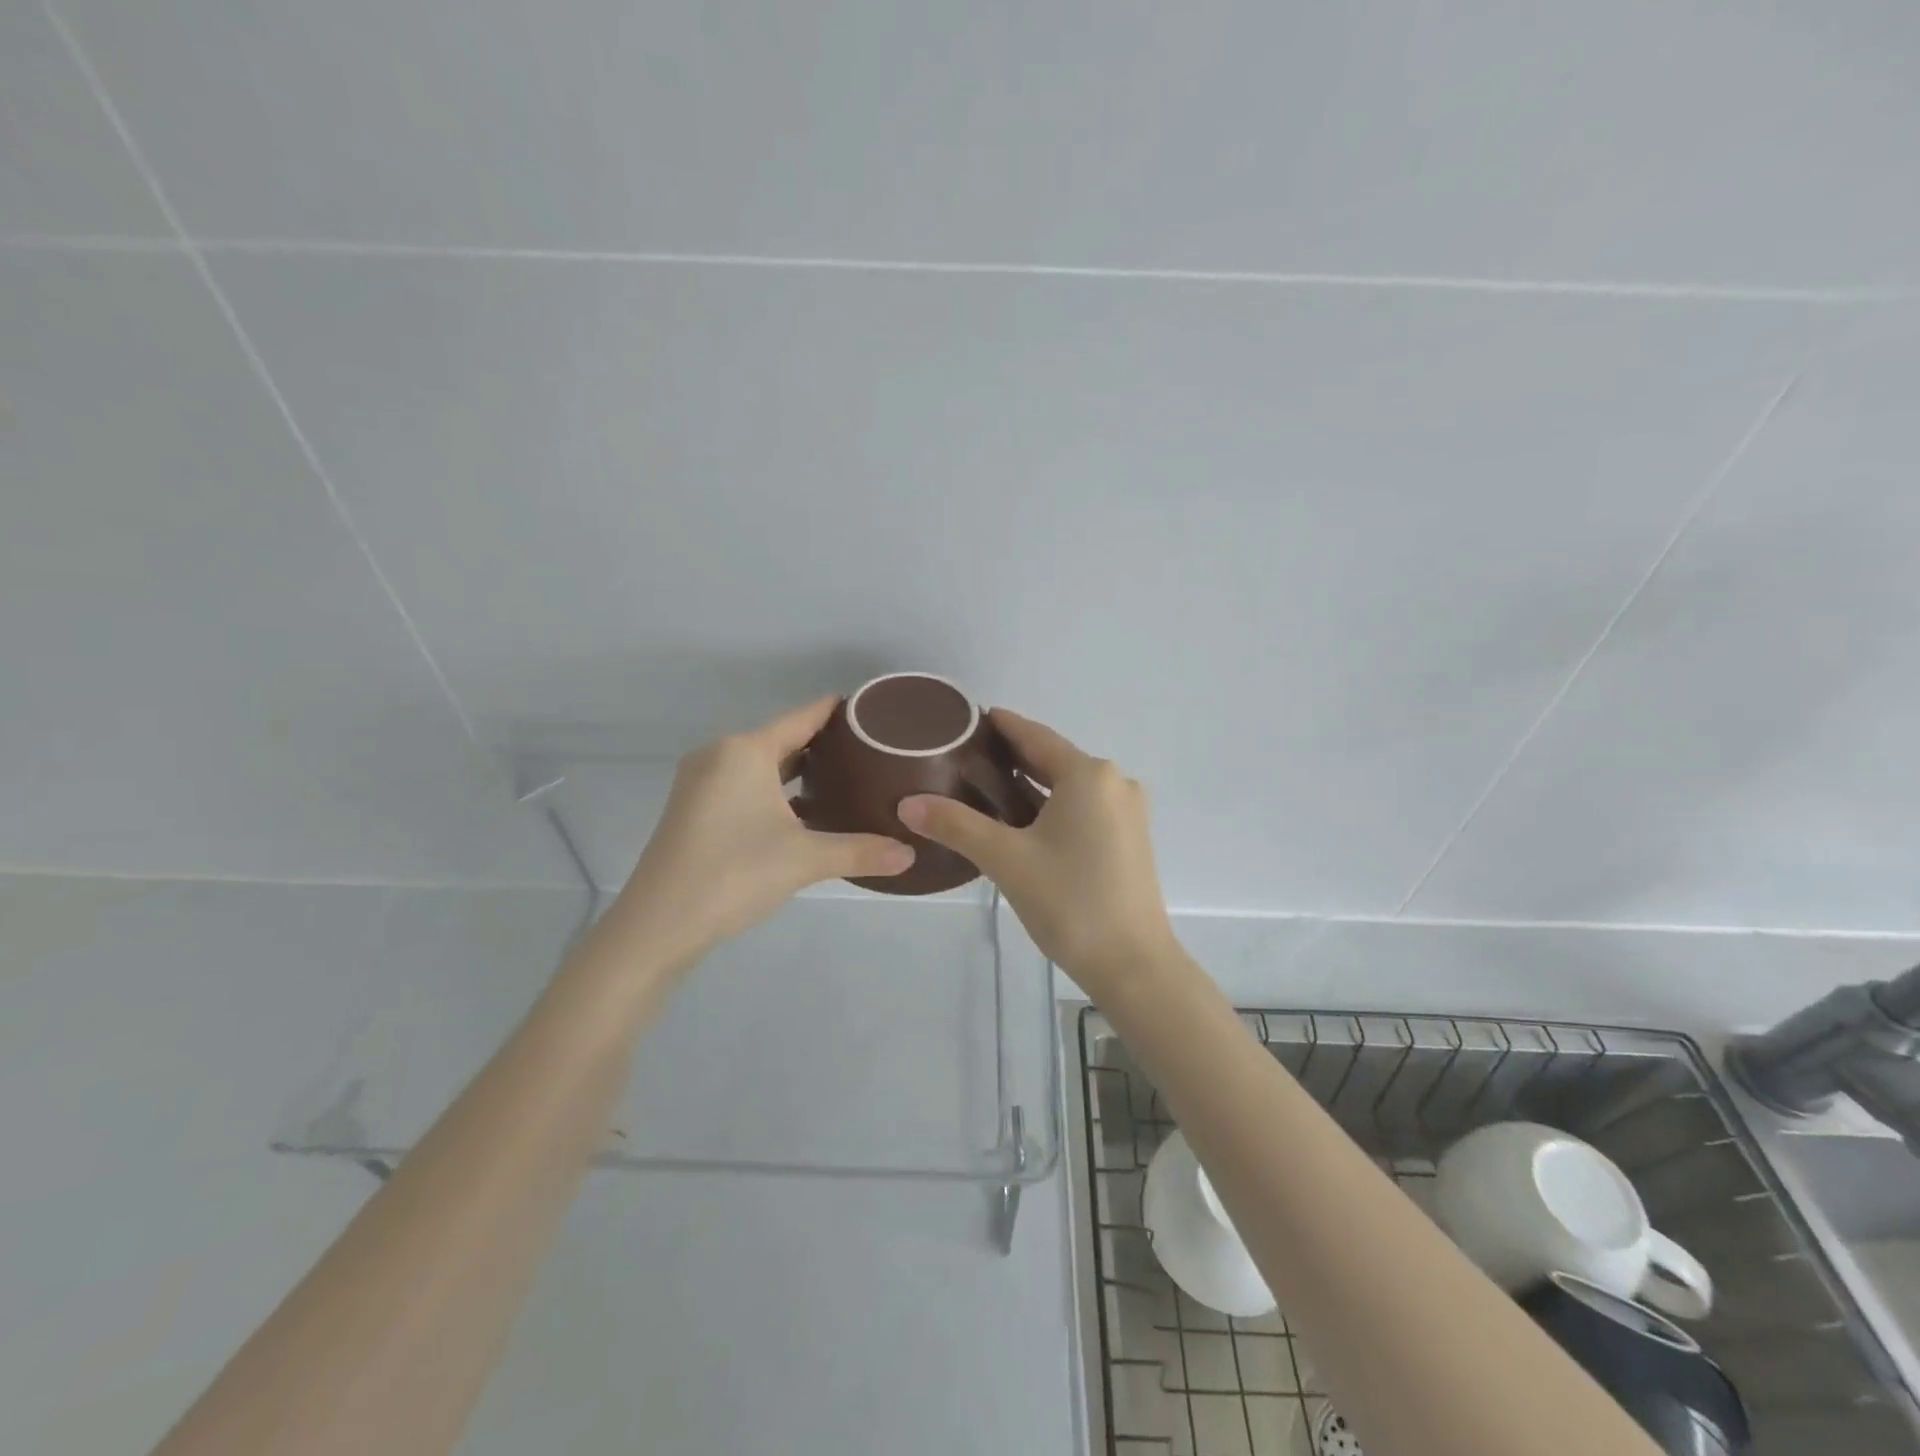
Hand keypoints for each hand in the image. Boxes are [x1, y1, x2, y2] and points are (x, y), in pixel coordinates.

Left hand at [611, 697, 914, 966]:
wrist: (658, 924)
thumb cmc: (734, 874)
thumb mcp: (805, 860)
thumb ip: (860, 851)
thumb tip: (910, 856)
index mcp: (744, 751)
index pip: (802, 717)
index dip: (837, 711)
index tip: (872, 710)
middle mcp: (719, 755)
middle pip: (781, 738)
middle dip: (823, 744)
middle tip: (870, 751)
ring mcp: (700, 782)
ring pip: (760, 764)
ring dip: (797, 769)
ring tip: (844, 777)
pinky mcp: (693, 809)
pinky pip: (743, 784)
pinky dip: (774, 789)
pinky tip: (803, 810)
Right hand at [897, 709, 1179, 995]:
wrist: (1133, 964)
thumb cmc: (1070, 902)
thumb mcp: (1006, 859)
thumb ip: (956, 825)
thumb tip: (907, 804)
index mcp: (1089, 775)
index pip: (1034, 736)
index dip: (1000, 725)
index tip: (968, 718)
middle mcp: (1113, 782)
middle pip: (1052, 759)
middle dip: (1010, 757)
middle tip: (962, 757)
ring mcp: (1126, 812)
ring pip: (1068, 786)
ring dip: (1030, 785)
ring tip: (982, 787)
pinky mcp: (1129, 838)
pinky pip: (1082, 808)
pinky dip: (1051, 807)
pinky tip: (1021, 821)